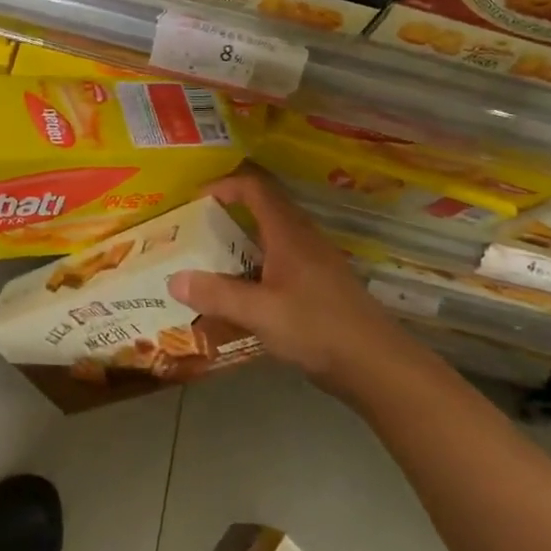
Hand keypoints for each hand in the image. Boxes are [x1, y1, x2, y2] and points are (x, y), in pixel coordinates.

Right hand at [170, 167, 413, 394]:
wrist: (377, 365)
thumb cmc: (317, 328)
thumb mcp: (260, 313)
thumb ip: (217, 294)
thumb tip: (173, 279)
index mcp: (289, 234)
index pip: (256, 189)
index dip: (226, 185)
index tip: (197, 198)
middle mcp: (304, 240)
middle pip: (265, 210)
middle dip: (230, 213)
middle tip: (198, 230)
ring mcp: (316, 263)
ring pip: (274, 239)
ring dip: (244, 243)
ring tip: (213, 262)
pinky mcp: (322, 288)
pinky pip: (282, 264)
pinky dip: (258, 269)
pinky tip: (245, 296)